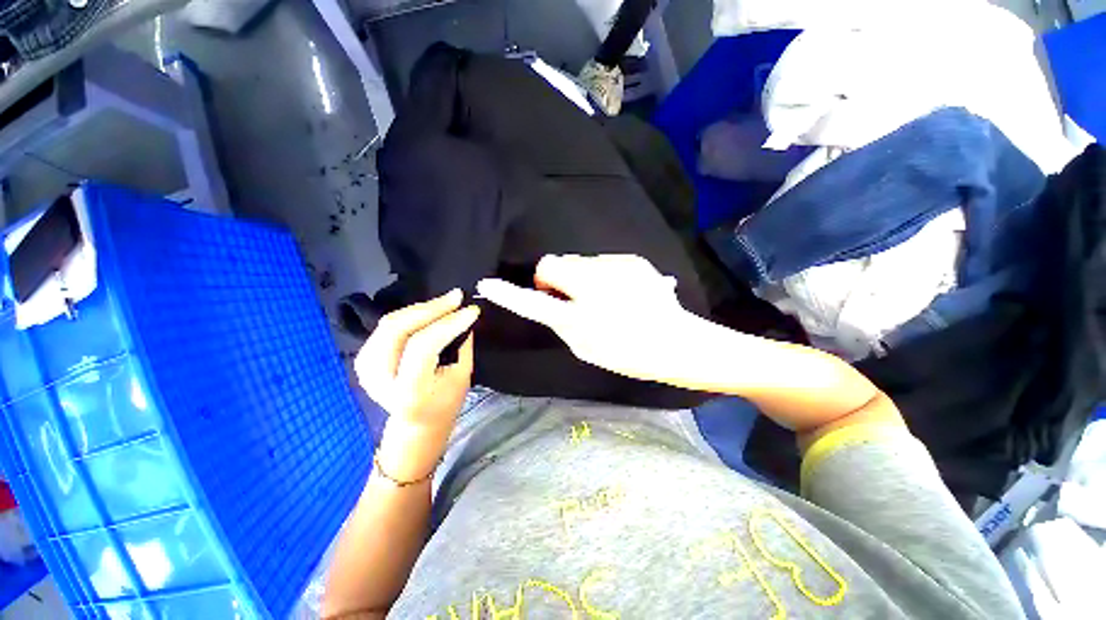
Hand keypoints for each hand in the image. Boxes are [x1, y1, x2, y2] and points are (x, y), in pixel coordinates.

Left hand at [354, 290, 479, 475]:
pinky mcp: (363, 360)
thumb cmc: (445, 402)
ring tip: (446, 302)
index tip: (472, 310)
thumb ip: (461, 345)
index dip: (448, 323)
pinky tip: (429, 311)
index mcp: (408, 390)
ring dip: (421, 309)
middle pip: (398, 329)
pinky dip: (410, 315)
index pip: (423, 346)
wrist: (415, 422)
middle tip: (456, 297)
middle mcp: (380, 378)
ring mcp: (366, 368)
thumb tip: (463, 315)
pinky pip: (387, 327)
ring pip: (390, 323)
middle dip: (431, 308)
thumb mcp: (461, 377)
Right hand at [476, 255, 712, 384]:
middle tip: (569, 297)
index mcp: (581, 316)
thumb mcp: (586, 347)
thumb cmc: (629, 353)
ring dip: (580, 275)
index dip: (509, 293)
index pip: (534, 301)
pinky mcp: (632, 260)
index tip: (488, 284)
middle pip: (554, 262)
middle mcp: (594, 285)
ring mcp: (615, 267)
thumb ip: (562, 322)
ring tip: (603, 296)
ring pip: (579, 260)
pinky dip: (603, 274)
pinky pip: (603, 261)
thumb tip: (552, 301)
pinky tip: (622, 291)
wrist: (678, 342)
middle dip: (554, 277)